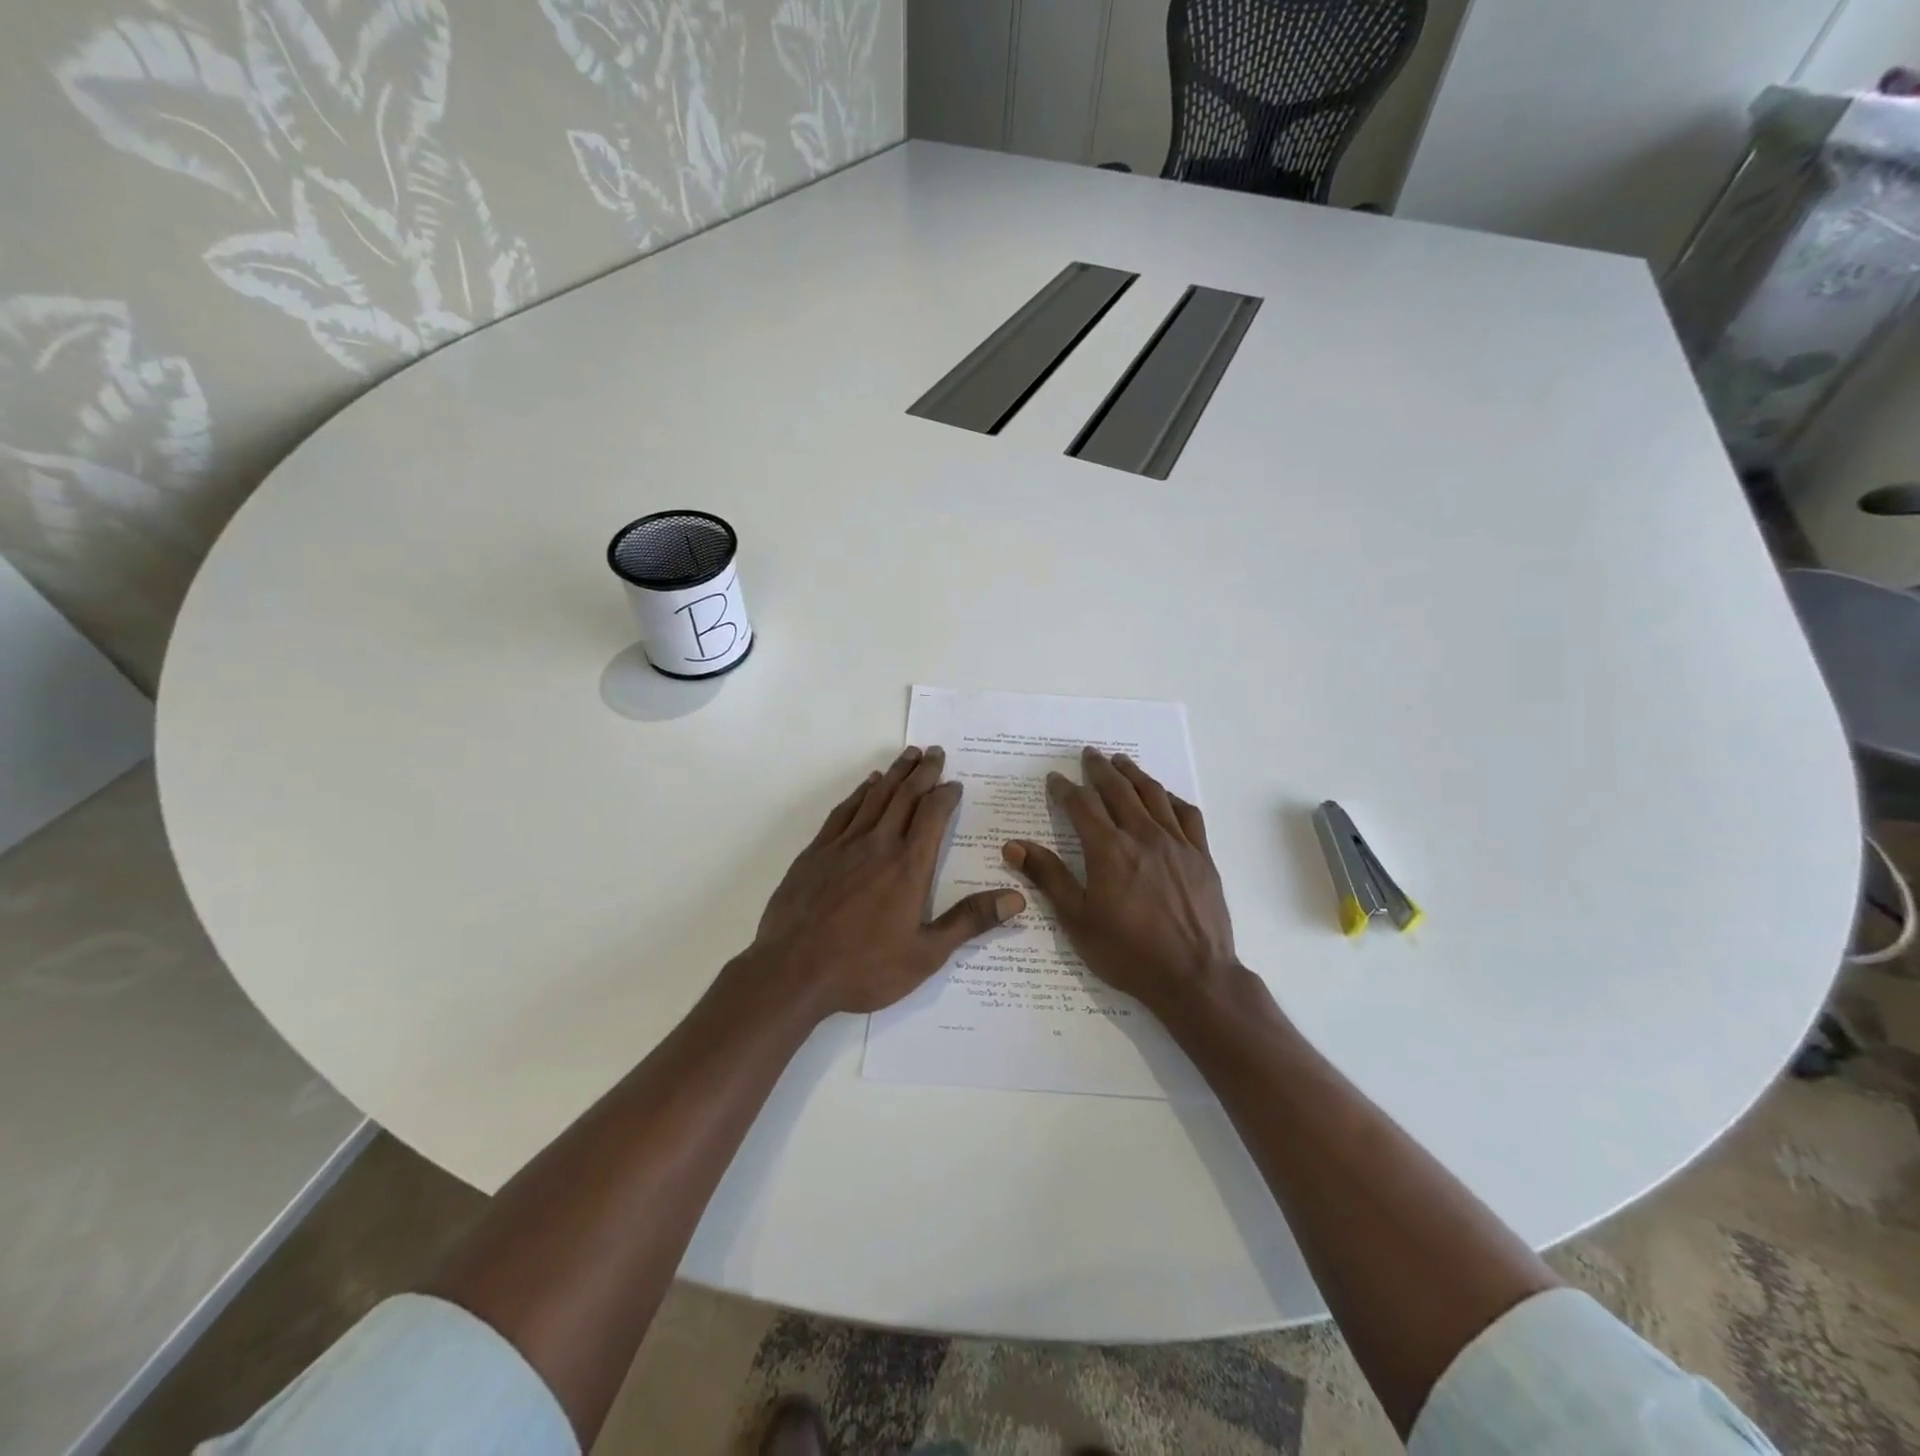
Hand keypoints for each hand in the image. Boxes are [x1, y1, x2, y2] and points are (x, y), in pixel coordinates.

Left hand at [749, 746, 1025, 1016]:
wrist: (793, 972)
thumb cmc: (865, 967)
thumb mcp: (926, 954)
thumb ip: (969, 921)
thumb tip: (1017, 899)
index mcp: (909, 866)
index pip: (933, 815)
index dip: (946, 795)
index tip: (955, 783)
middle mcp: (879, 845)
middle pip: (905, 796)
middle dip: (923, 771)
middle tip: (935, 752)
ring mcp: (844, 845)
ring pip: (875, 797)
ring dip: (894, 774)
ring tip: (908, 755)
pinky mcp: (816, 852)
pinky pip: (843, 811)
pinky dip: (859, 793)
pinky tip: (866, 785)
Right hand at [1001, 747, 1237, 1016]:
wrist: (1193, 977)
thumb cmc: (1127, 952)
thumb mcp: (1077, 920)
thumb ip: (1048, 877)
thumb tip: (1013, 846)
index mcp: (1109, 850)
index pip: (1082, 806)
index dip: (1065, 789)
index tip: (1055, 779)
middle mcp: (1143, 836)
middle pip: (1118, 790)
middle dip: (1099, 769)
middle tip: (1088, 754)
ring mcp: (1177, 843)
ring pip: (1153, 795)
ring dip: (1133, 774)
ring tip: (1121, 761)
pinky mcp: (1201, 855)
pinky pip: (1187, 814)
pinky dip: (1171, 798)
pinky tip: (1164, 796)